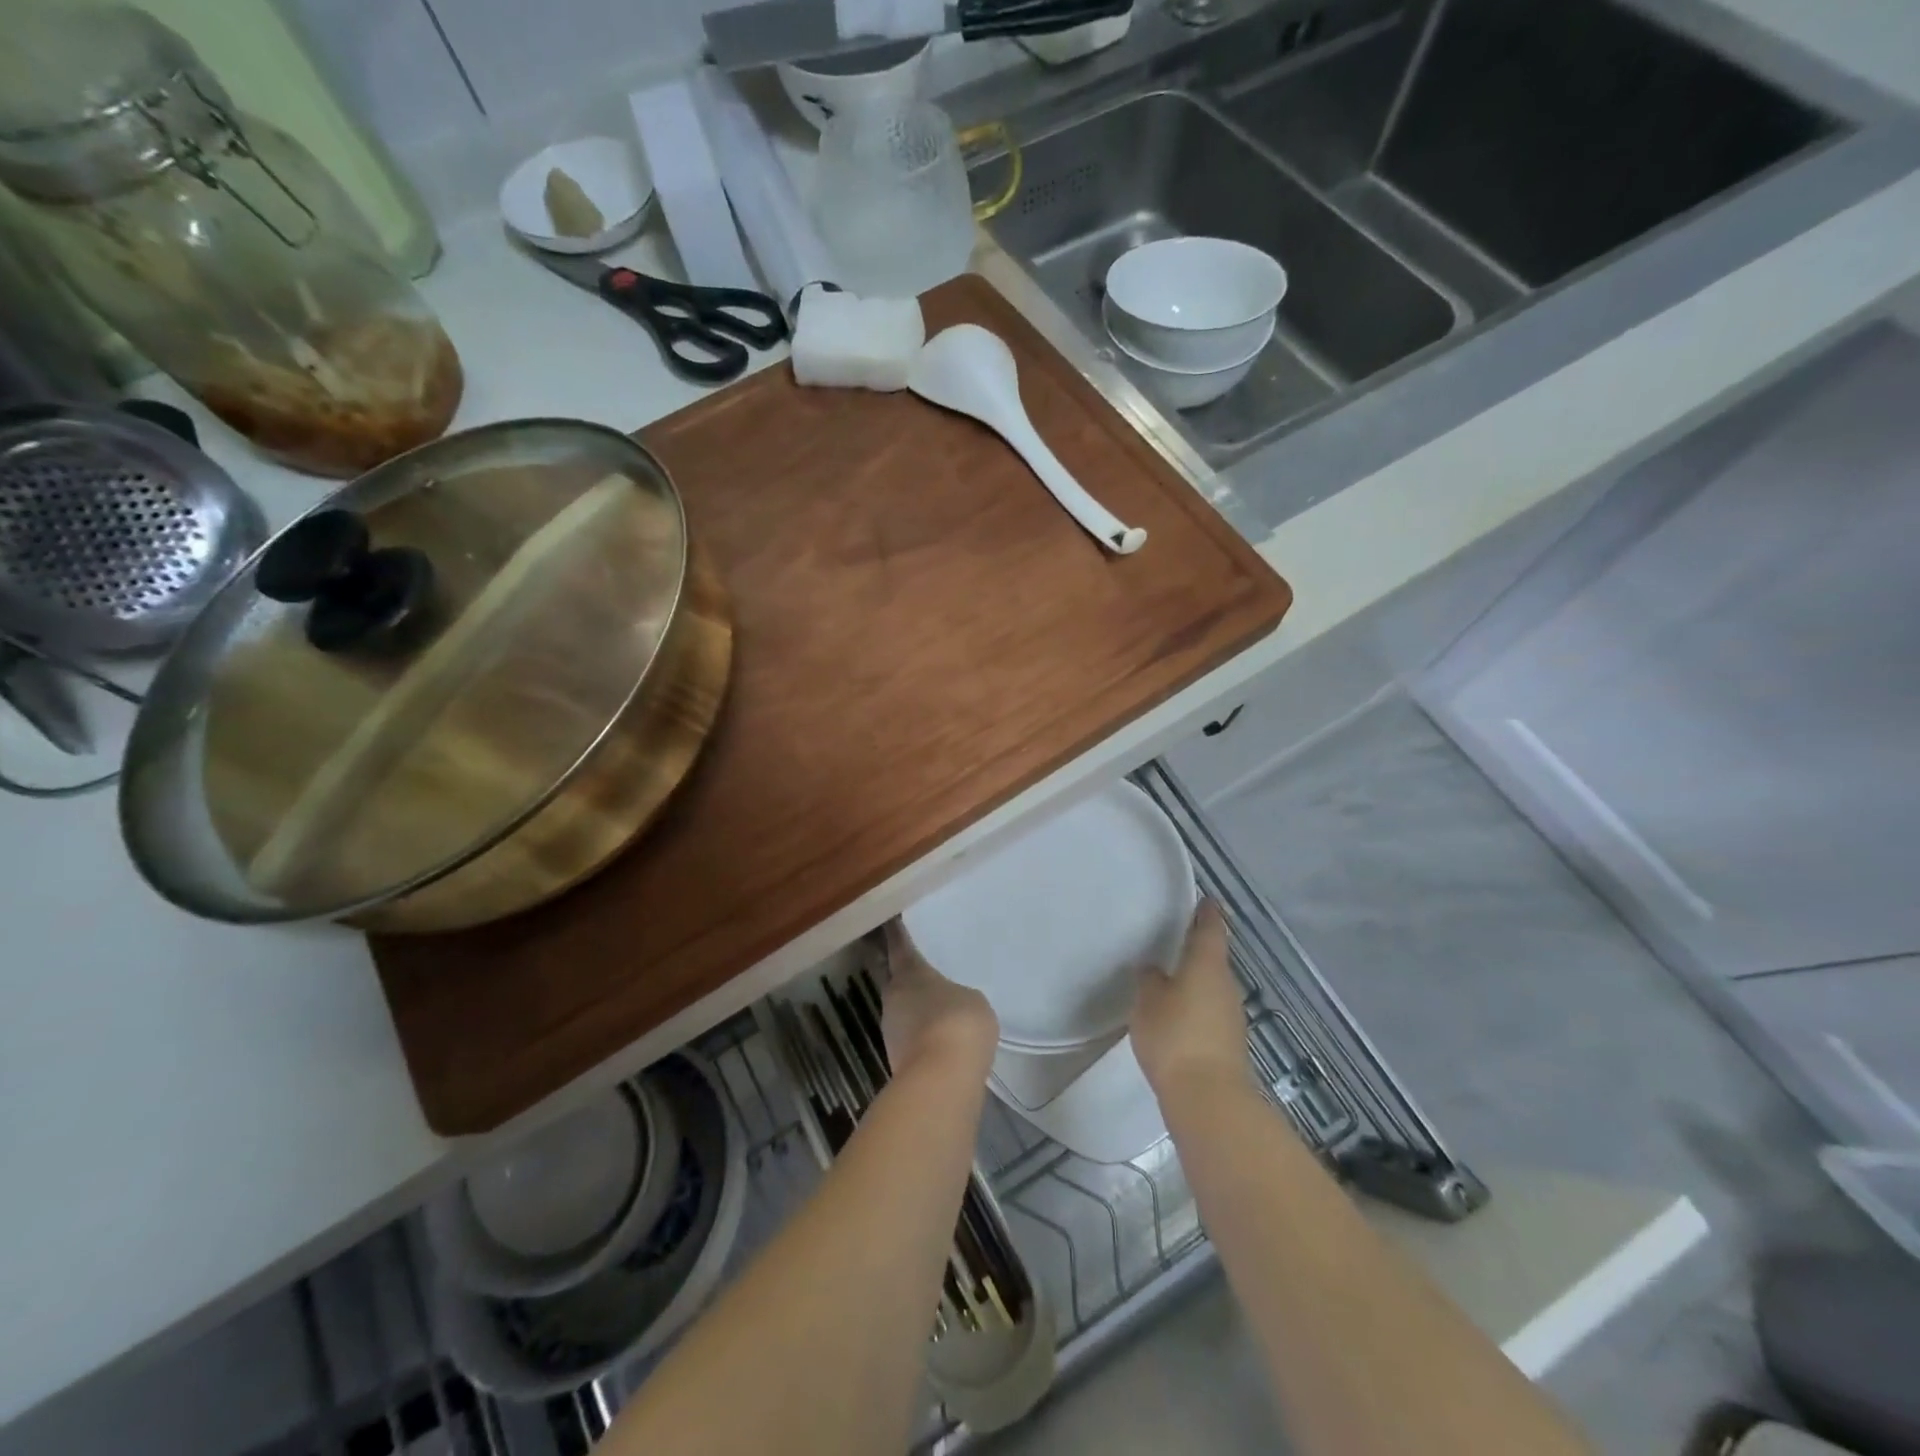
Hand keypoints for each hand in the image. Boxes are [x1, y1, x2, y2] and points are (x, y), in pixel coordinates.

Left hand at [882, 922, 998, 1082]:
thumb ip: (958, 995)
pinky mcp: (897, 1060)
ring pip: (903, 1012)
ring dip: (917, 1011)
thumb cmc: (958, 1023)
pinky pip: (911, 1038)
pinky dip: (922, 1036)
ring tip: (940, 1010)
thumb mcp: (972, 999)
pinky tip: (941, 1040)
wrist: (941, 1081)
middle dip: (909, 978)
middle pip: (897, 981)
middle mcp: (893, 997)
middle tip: (928, 973)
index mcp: (910, 972)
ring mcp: (891, 1031)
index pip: (899, 945)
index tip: (892, 921)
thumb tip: (949, 1005)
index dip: (897, 934)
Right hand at [1131, 899, 1251, 1098]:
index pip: (1210, 929)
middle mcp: (1225, 985)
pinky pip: (1210, 1010)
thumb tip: (1154, 970)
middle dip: (1196, 948)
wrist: (1207, 1097)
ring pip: (1211, 986)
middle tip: (1174, 938)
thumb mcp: (1148, 1002)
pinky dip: (1195, 1005)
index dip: (1207, 913)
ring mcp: (1231, 1015)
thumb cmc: (1174, 1036)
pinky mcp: (1228, 1041)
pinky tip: (1176, 1013)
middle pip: (1213, 958)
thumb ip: (1149, 980)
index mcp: (1207, 965)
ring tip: (1169, 976)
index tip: (1205, 900)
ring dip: (1195, 979)